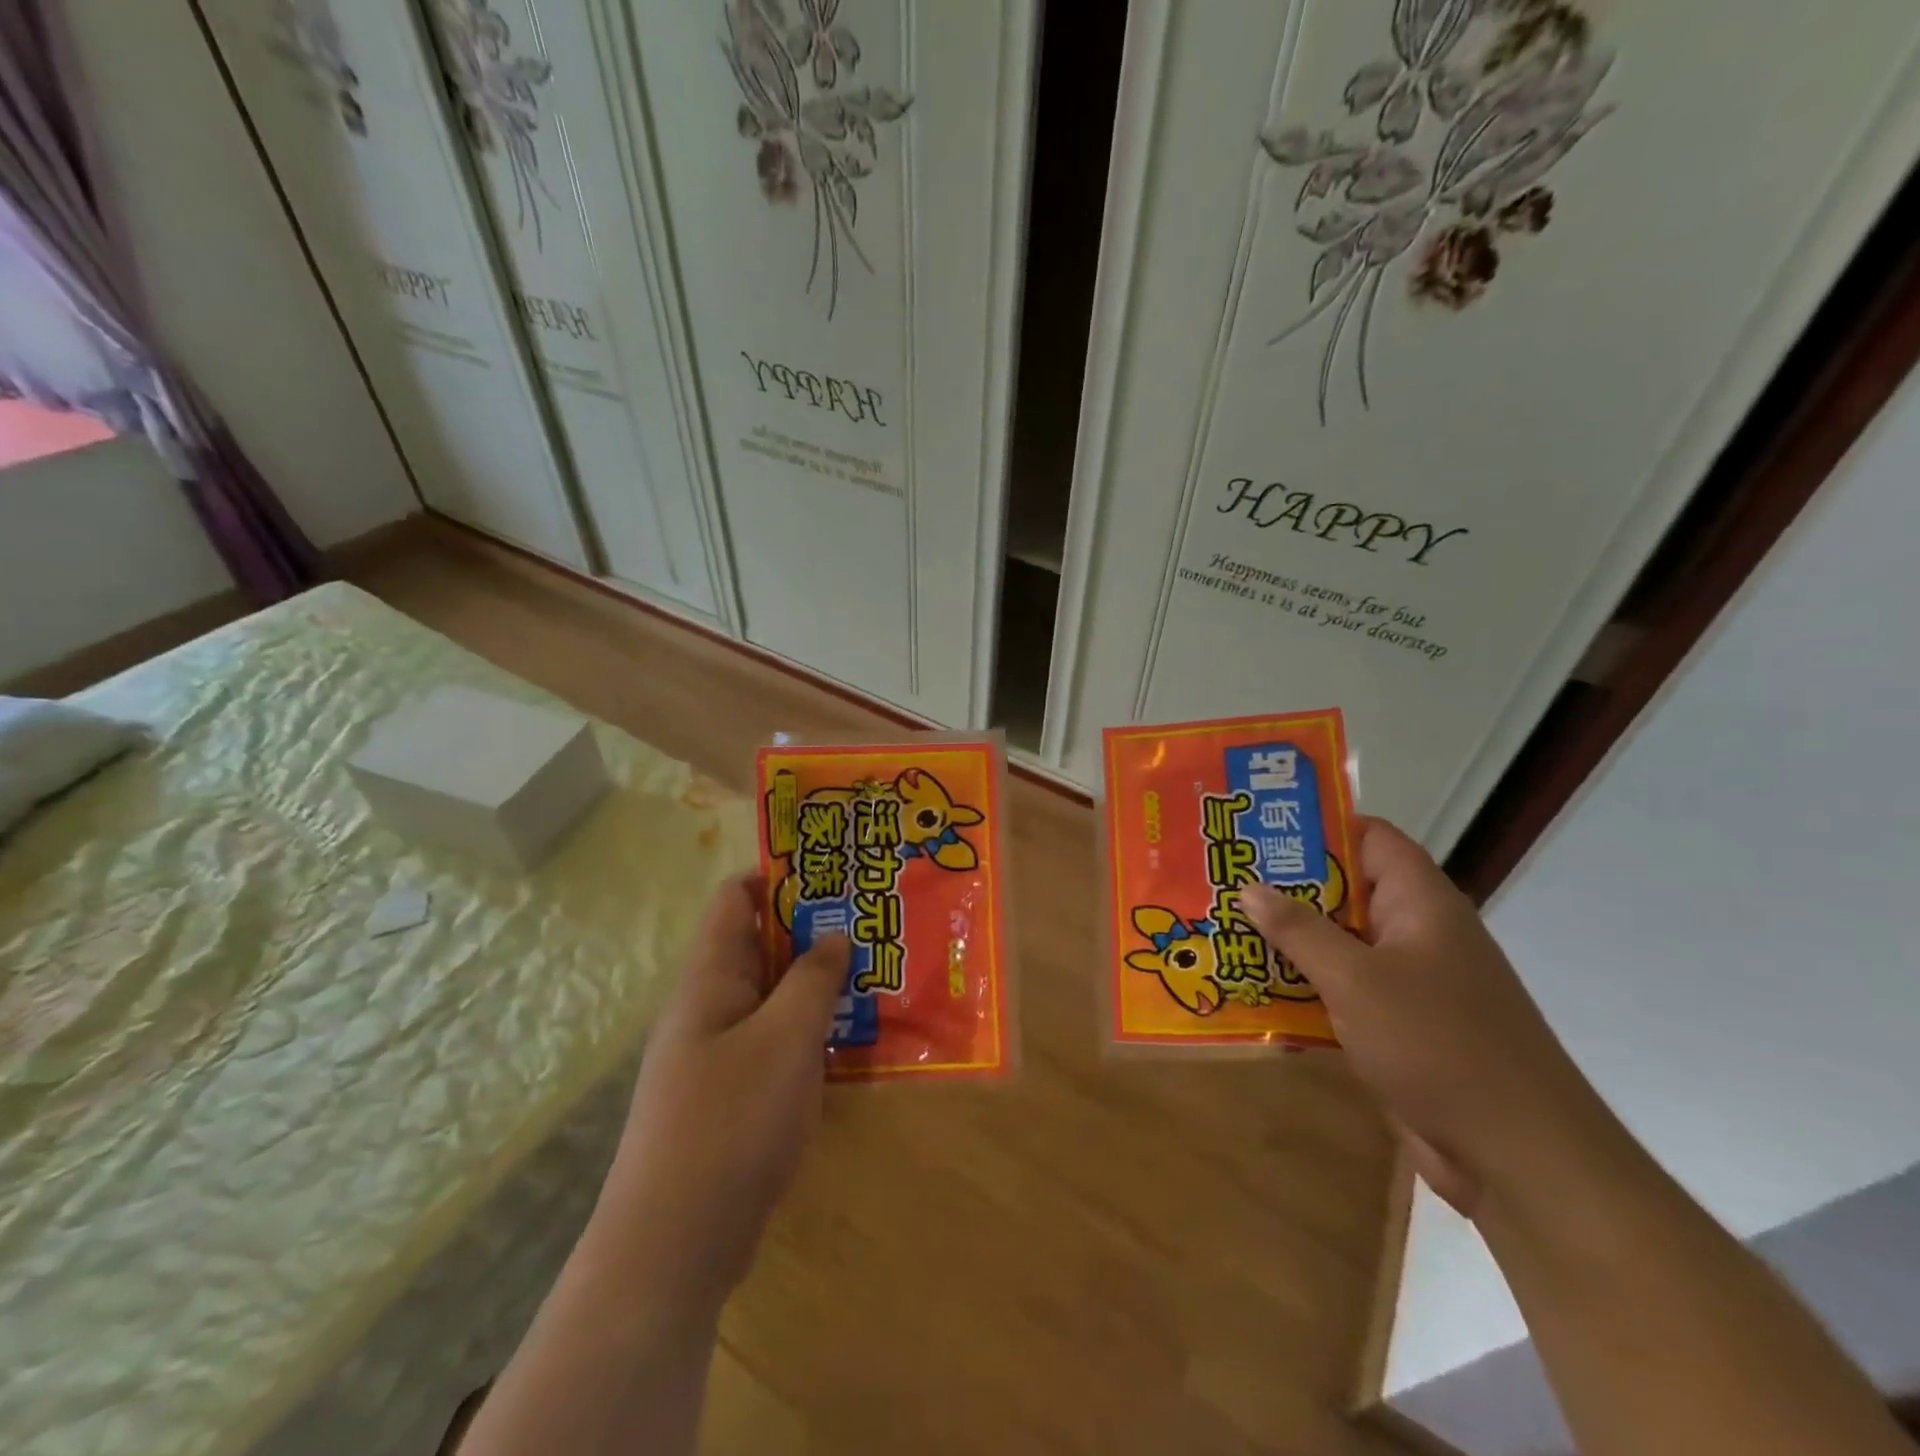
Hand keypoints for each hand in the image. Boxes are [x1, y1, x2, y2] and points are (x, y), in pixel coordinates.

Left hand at [589, 875, 850, 1317]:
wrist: (674, 1246)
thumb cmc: (730, 1122)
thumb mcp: (785, 1039)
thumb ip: (813, 979)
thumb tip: (832, 933)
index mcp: (711, 979)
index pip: (736, 900)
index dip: (779, 877)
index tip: (834, 875)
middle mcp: (710, 1007)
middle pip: (761, 947)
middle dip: (813, 931)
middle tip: (872, 924)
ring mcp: (720, 1054)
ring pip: (774, 998)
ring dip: (818, 985)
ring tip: (876, 974)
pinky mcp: (734, 1096)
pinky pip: (776, 1043)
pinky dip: (811, 1031)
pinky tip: (855, 1039)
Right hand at [1241, 819, 1603, 1218]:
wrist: (1519, 1158)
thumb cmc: (1440, 1046)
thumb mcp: (1357, 980)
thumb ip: (1300, 930)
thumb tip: (1249, 887)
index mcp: (1420, 903)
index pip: (1369, 838)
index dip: (1318, 826)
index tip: (1257, 828)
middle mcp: (1415, 933)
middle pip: (1345, 889)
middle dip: (1285, 885)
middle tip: (1222, 877)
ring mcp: (1408, 981)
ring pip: (1338, 942)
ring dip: (1287, 939)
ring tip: (1222, 926)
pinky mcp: (1397, 1025)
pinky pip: (1340, 988)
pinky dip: (1302, 984)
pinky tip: (1251, 987)